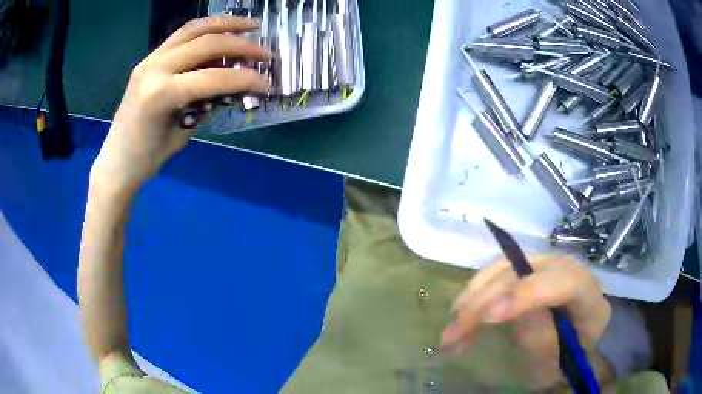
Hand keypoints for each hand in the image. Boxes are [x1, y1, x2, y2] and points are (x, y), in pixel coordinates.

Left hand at [92, 16, 272, 192]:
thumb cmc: (147, 158)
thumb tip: (232, 86)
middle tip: (266, 52)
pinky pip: (182, 35)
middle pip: (207, 43)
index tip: (267, 85)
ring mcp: (151, 59)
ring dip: (225, 23)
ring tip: (250, 25)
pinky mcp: (150, 58)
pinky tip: (222, 30)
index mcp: (160, 94)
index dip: (245, 79)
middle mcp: (155, 68)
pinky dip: (206, 28)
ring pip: (194, 28)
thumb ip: (205, 104)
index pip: (212, 77)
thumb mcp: (182, 133)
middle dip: (241, 44)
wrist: (116, 160)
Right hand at [442, 256, 611, 387]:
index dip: (527, 294)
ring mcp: (548, 266)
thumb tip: (504, 308)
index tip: (487, 317)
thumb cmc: (565, 361)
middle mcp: (569, 270)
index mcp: (589, 296)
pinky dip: (476, 294)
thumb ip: (539, 339)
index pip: (563, 282)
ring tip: (452, 328)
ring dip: (474, 295)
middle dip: (486, 299)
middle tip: (453, 333)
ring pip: (506, 266)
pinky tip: (461, 315)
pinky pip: (498, 273)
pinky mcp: (529, 269)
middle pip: (527, 270)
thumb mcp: (555, 362)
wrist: (568, 349)